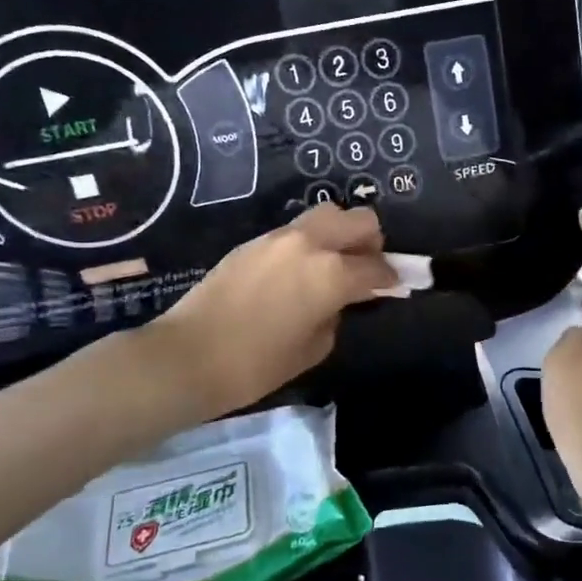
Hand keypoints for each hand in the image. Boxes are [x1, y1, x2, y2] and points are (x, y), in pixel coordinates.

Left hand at [152, 204, 395, 416]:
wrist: (188, 356)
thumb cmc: (256, 364)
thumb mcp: (313, 348)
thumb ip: (336, 315)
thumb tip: (338, 301)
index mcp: (331, 273)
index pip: (377, 267)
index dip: (391, 278)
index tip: (393, 287)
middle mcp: (309, 244)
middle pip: (358, 219)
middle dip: (371, 241)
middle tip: (365, 268)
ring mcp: (278, 238)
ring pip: (326, 215)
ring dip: (339, 235)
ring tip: (332, 265)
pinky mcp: (254, 242)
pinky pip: (296, 231)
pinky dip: (310, 243)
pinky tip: (299, 272)